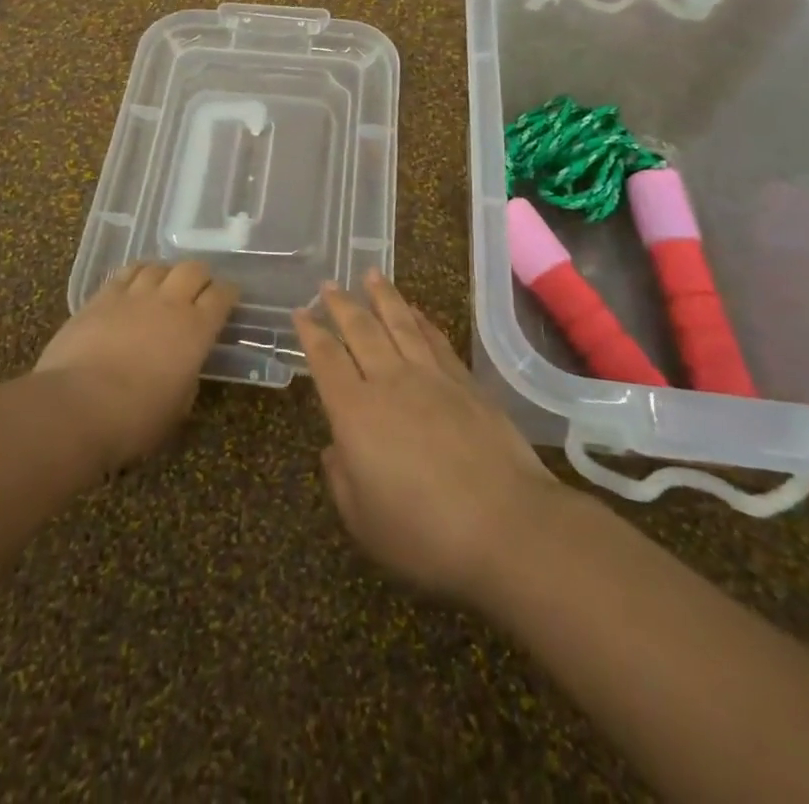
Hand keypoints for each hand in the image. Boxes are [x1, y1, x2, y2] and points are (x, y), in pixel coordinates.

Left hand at [34, 260, 237, 471]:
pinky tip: (132, 286)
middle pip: (193, 269)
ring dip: (166, 274)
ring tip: (162, 287)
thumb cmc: (135, 418)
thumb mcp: (178, 406)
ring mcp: (133, 295)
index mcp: (196, 329)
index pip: (223, 294)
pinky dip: (136, 275)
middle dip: (200, 277)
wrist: (77, 406)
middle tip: (197, 292)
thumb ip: (187, 377)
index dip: (229, 294)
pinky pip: (125, 272)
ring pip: (158, 266)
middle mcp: (169, 302)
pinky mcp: (101, 296)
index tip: (228, 300)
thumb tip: (184, 366)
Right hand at [295, 271, 566, 605]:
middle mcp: (389, 382)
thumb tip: (334, 449)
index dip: (310, 334)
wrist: (507, 525)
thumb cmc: (425, 533)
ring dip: (382, 297)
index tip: (300, 312)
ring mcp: (431, 377)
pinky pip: (435, 339)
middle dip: (341, 305)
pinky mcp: (465, 383)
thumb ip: (341, 480)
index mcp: (355, 412)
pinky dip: (421, 320)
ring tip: (371, 275)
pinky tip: (415, 311)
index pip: (326, 361)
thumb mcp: (364, 522)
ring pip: (399, 324)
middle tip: (328, 284)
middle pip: (360, 331)